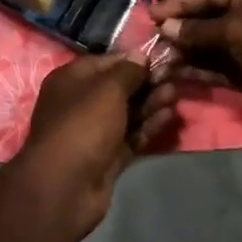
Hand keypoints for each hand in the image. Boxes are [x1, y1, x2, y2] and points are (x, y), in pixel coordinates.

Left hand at [10, 54, 175, 239]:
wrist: (66, 186)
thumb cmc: (83, 125)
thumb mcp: (107, 89)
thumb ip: (128, 72)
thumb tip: (141, 55)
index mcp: (71, 79)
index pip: (107, 62)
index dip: (133, 60)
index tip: (161, 59)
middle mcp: (80, 102)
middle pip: (118, 88)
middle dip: (146, 83)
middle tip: (174, 78)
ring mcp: (93, 131)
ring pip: (127, 112)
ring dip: (150, 103)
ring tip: (175, 96)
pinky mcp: (107, 156)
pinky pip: (131, 135)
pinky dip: (148, 126)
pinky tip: (169, 117)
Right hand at [148, 0, 241, 137]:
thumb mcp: (236, 29)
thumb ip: (199, 29)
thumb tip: (166, 27)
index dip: (179, 3)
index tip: (151, 14)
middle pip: (205, 19)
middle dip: (178, 29)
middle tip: (150, 40)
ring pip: (207, 46)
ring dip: (184, 52)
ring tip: (157, 60)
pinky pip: (215, 68)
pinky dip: (196, 70)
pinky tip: (174, 74)